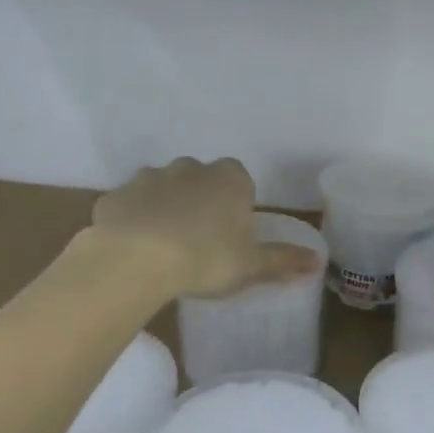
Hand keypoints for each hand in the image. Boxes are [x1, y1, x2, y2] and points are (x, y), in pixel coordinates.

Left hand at [90, 157, 322, 298]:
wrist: (136, 259)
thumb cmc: (206, 258)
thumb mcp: (251, 265)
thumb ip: (283, 260)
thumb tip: (318, 261)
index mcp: (230, 178)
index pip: (240, 182)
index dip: (237, 206)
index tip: (232, 233)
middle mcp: (190, 168)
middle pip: (200, 180)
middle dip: (201, 202)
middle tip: (200, 241)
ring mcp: (149, 177)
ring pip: (162, 188)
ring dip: (165, 208)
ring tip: (164, 246)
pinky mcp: (115, 196)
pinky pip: (129, 205)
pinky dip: (132, 220)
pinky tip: (133, 249)